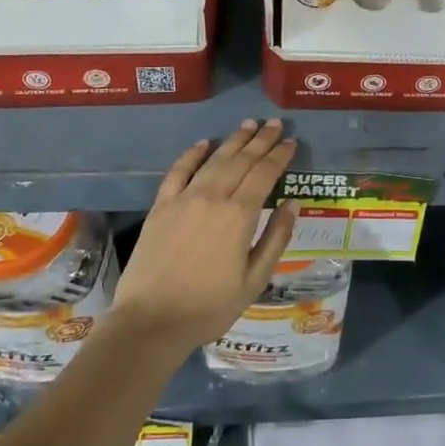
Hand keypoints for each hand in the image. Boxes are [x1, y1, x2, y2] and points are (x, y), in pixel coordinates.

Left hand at [111, 120, 299, 355]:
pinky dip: (192, 154)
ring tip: (249, 125)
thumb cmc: (210, 307)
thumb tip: (293, 203)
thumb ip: (276, 238)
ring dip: (233, 140)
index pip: (265, 174)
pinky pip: (178, 171)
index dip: (279, 156)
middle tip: (275, 123)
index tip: (291, 143)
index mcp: (240, 215)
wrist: (151, 321)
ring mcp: (184, 198)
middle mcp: (213, 197)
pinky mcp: (161, 206)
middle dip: (261, 140)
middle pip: (241, 160)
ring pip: (214, 160)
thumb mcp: (254, 280)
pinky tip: (204, 143)